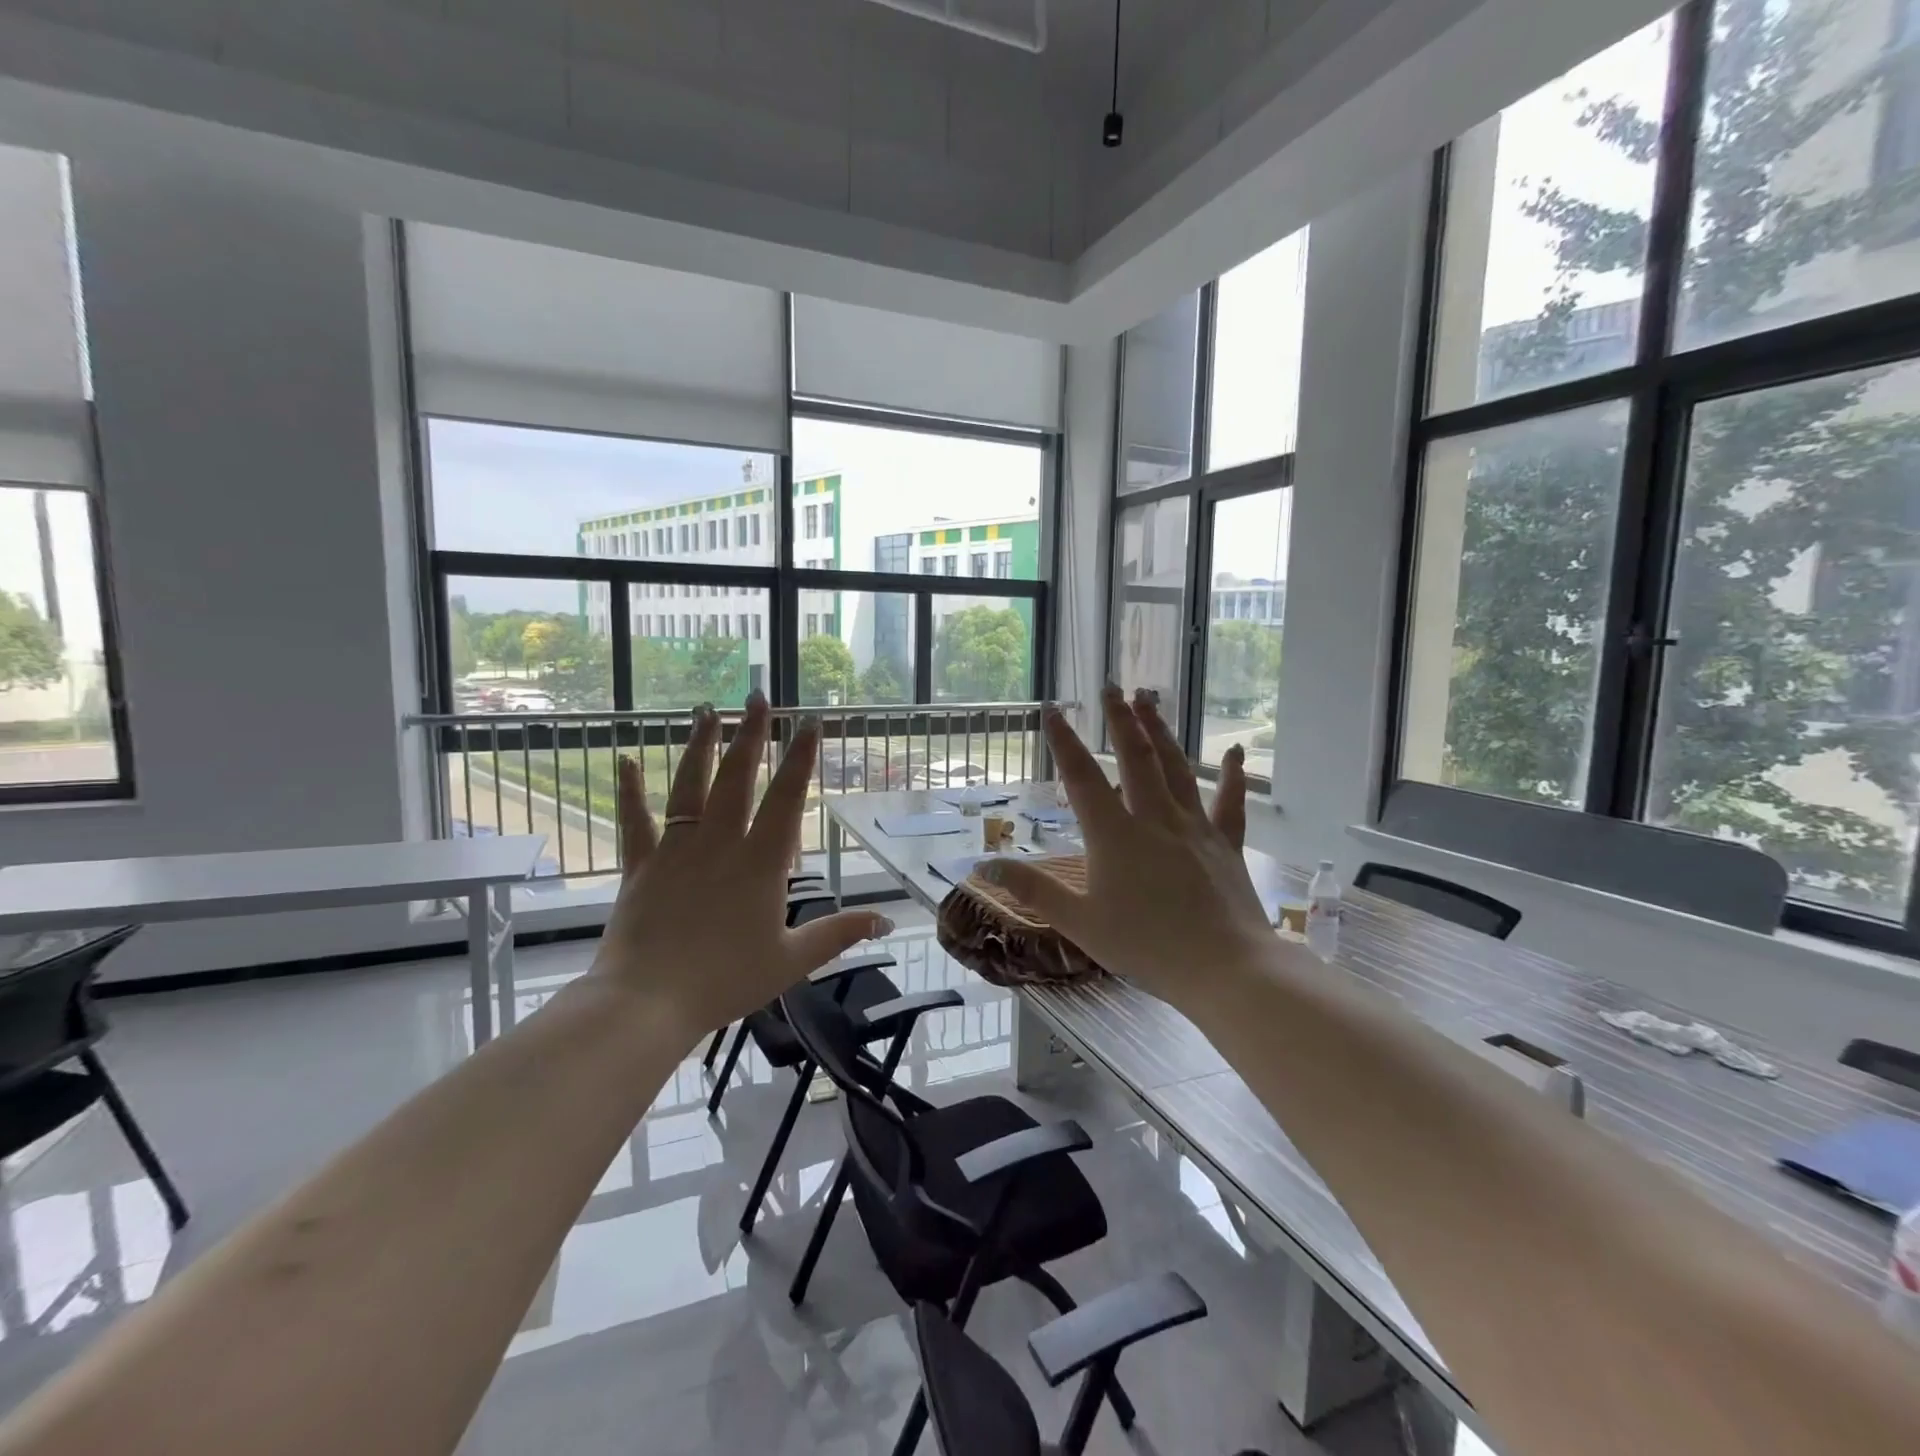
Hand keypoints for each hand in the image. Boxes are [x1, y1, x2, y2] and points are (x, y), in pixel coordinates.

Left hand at [589, 694, 892, 1039]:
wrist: (648, 1003)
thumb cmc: (726, 981)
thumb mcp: (792, 961)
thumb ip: (838, 934)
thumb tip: (886, 921)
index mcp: (760, 864)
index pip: (786, 799)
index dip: (800, 759)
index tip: (809, 723)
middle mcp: (720, 844)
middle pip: (737, 778)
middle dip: (750, 735)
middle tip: (757, 697)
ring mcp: (677, 851)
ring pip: (689, 787)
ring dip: (699, 746)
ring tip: (706, 711)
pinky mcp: (641, 866)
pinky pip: (637, 822)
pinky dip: (631, 791)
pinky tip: (627, 760)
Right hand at [980, 686, 1274, 1010]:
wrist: (1222, 967)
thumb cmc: (1145, 946)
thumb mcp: (1079, 922)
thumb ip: (1033, 890)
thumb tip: (985, 865)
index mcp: (1114, 834)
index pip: (1082, 777)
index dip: (1064, 741)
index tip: (1053, 709)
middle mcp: (1154, 818)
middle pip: (1135, 757)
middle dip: (1120, 719)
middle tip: (1112, 686)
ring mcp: (1194, 827)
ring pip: (1175, 768)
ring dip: (1161, 731)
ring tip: (1150, 699)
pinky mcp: (1225, 843)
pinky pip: (1229, 802)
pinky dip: (1232, 776)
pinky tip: (1235, 752)